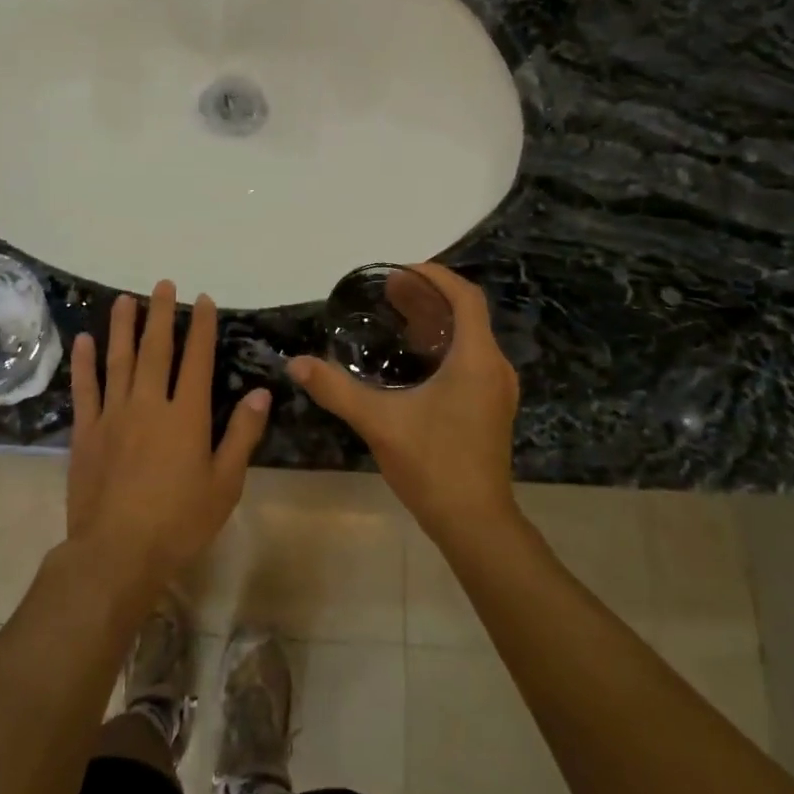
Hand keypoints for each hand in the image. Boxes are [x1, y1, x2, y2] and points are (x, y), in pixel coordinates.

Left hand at [67, 281, 270, 587]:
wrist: (117, 552)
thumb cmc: (179, 521)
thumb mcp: (224, 483)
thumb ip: (242, 434)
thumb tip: (261, 392)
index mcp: (187, 415)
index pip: (197, 360)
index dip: (201, 328)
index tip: (202, 300)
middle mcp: (149, 404)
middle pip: (156, 349)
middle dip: (161, 314)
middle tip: (163, 284)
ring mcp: (113, 415)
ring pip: (119, 360)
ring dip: (122, 327)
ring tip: (126, 300)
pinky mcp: (86, 432)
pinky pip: (85, 389)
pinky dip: (85, 363)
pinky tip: (84, 341)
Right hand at [289, 263, 518, 536]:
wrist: (475, 522)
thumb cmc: (433, 464)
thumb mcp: (379, 422)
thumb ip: (336, 389)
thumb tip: (296, 364)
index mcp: (476, 359)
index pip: (464, 297)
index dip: (434, 276)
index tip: (399, 271)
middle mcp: (494, 367)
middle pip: (465, 315)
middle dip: (427, 298)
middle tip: (388, 291)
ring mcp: (496, 390)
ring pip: (468, 339)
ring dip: (435, 324)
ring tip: (396, 318)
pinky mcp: (490, 409)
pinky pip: (470, 361)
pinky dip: (442, 349)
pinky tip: (411, 363)